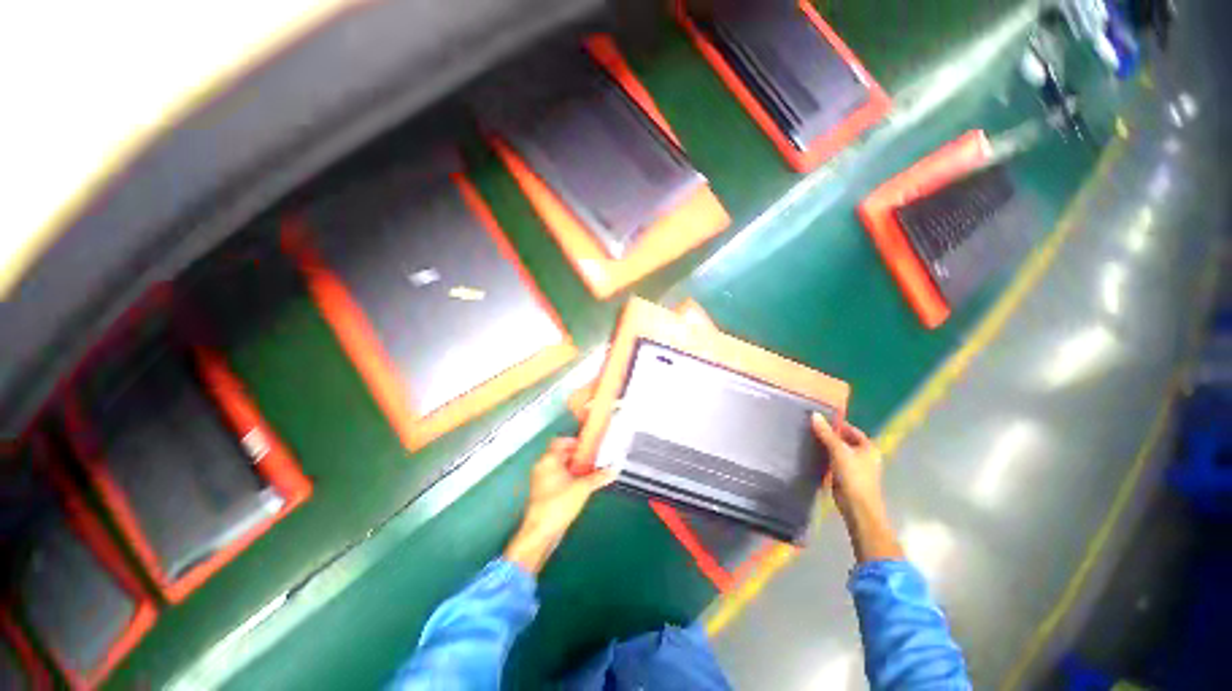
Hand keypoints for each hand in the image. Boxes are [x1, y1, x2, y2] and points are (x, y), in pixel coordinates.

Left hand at [503, 438, 616, 574]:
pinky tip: (579, 485)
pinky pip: (556, 478)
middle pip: (560, 453)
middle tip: (591, 458)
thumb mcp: (583, 488)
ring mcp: (541, 480)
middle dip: (576, 455)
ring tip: (588, 471)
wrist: (541, 532)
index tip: (586, 445)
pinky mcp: (542, 493)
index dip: (574, 441)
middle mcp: (542, 467)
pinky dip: (567, 478)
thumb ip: (599, 477)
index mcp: (549, 460)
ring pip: (558, 467)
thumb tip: (612, 470)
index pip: (560, 441)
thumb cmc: (557, 505)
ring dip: (573, 467)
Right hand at [811, 414, 882, 519]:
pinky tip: (813, 455)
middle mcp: (864, 456)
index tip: (820, 420)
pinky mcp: (846, 477)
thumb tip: (814, 414)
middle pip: (845, 441)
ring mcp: (855, 468)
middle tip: (811, 429)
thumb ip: (826, 433)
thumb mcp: (838, 451)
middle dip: (830, 435)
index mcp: (869, 448)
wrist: (857, 507)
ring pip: (839, 452)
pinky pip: (834, 462)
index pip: (852, 430)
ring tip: (809, 439)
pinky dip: (825, 458)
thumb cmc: (853, 476)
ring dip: (826, 447)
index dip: (838, 424)